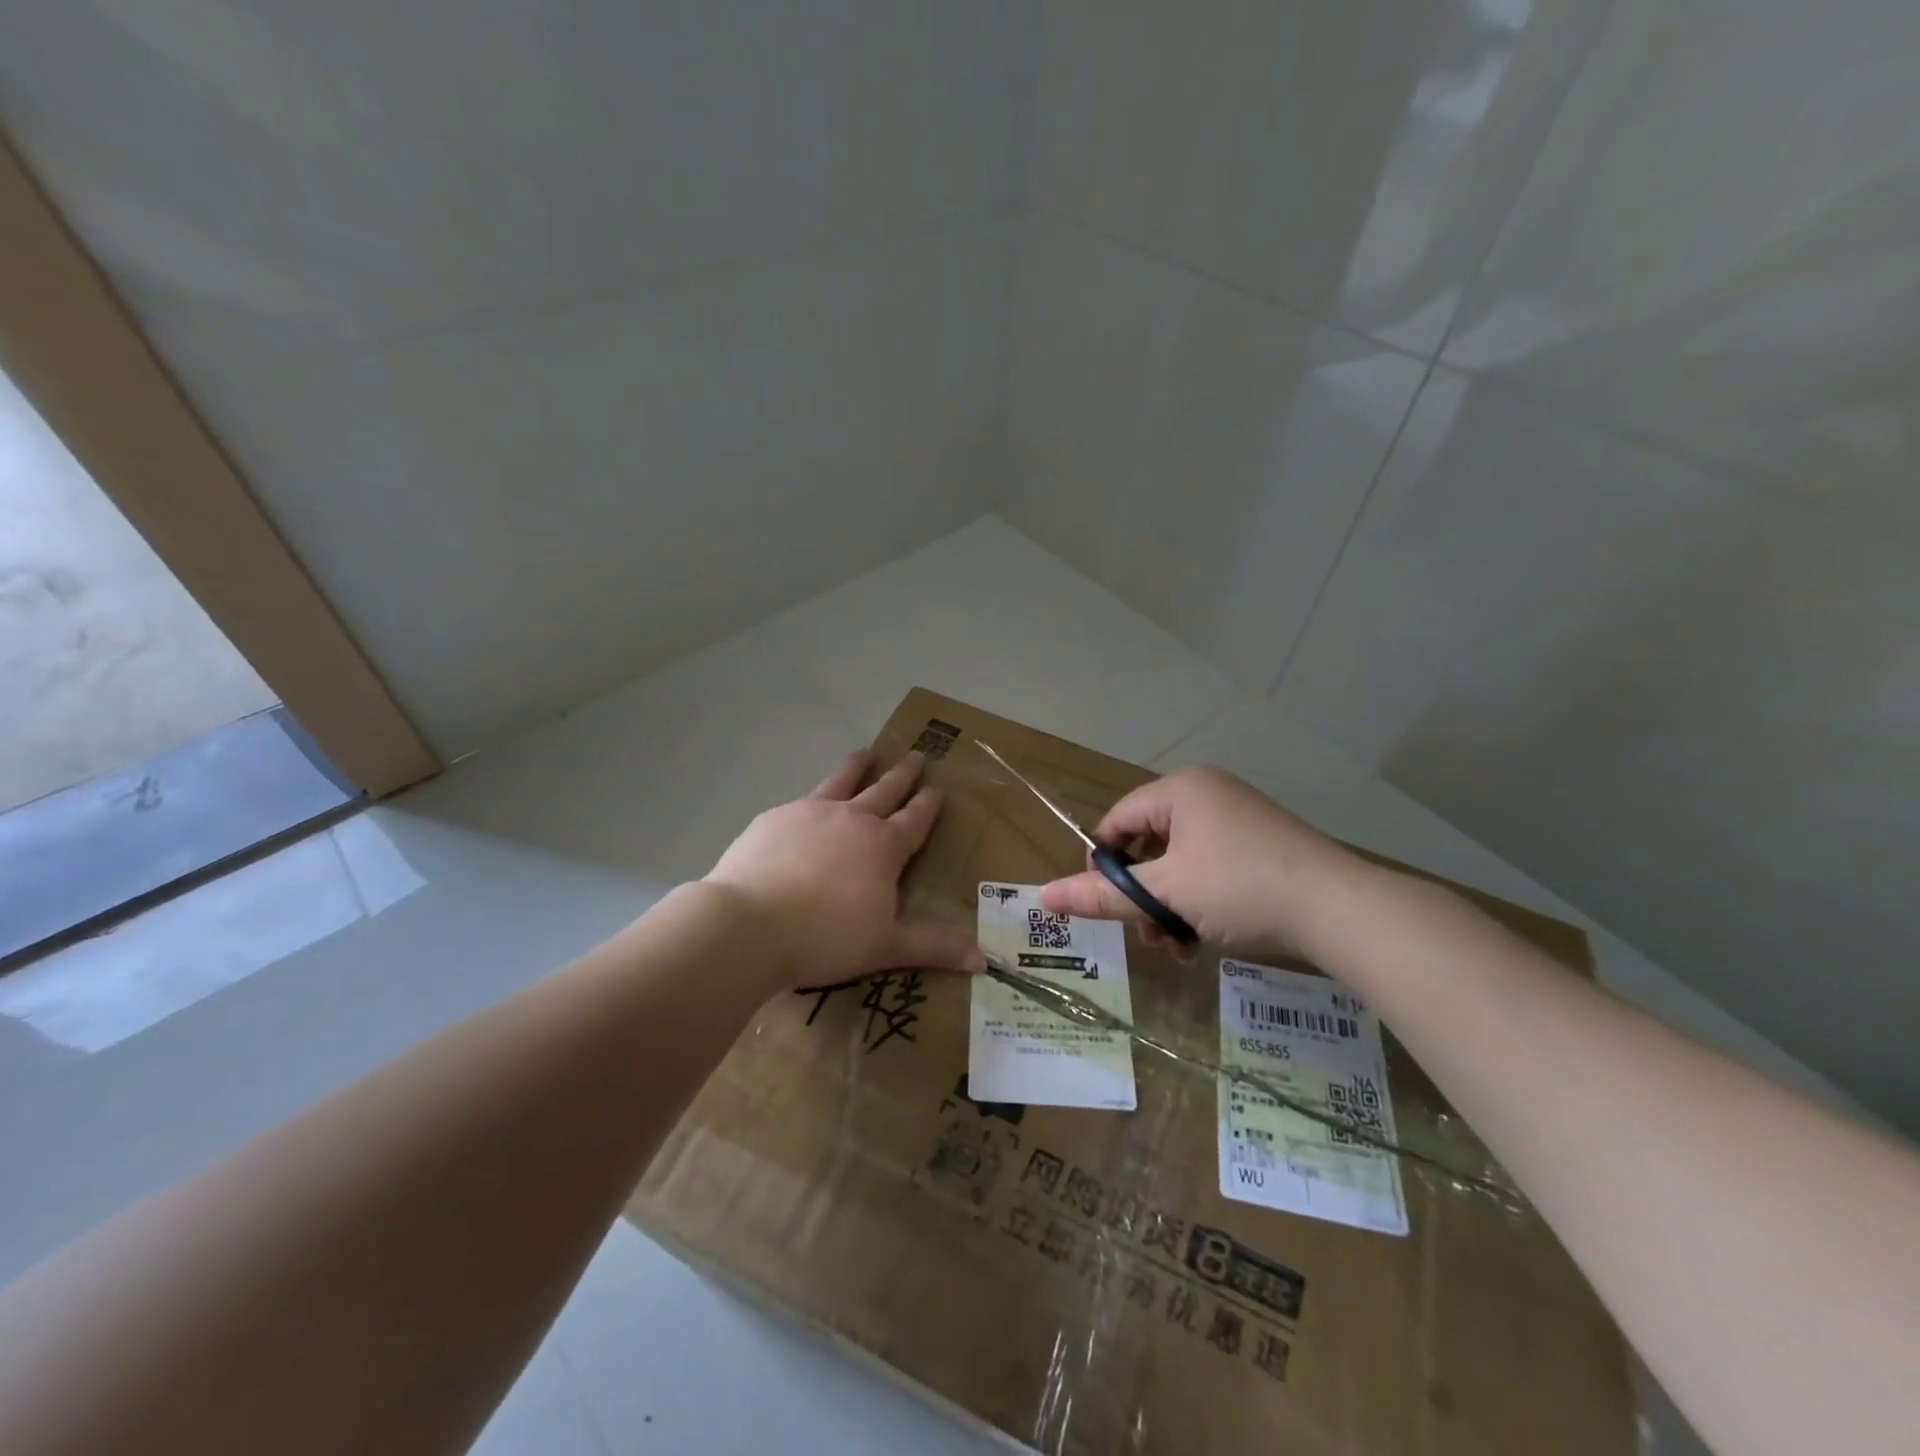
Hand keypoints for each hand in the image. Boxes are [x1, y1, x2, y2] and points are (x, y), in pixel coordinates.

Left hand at [705, 750, 986, 992]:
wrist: (749, 924)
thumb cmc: (825, 938)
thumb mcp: (886, 947)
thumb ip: (933, 947)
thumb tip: (983, 961)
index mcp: (884, 847)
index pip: (915, 819)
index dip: (929, 805)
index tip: (938, 788)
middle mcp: (852, 820)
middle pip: (885, 790)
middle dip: (903, 775)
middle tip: (916, 755)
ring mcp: (811, 813)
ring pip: (843, 781)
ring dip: (859, 766)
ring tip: (867, 752)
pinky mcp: (775, 818)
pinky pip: (802, 800)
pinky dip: (814, 797)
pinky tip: (807, 804)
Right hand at [1038, 766, 1370, 961]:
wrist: (1340, 910)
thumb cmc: (1241, 888)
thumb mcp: (1166, 895)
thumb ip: (1103, 896)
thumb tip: (1043, 896)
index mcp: (1181, 790)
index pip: (1118, 820)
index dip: (1101, 863)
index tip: (1103, 905)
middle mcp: (1208, 794)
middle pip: (1149, 843)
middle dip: (1141, 894)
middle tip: (1143, 933)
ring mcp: (1238, 818)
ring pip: (1180, 862)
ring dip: (1168, 905)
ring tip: (1173, 947)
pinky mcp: (1261, 845)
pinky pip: (1210, 867)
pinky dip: (1198, 900)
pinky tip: (1200, 939)